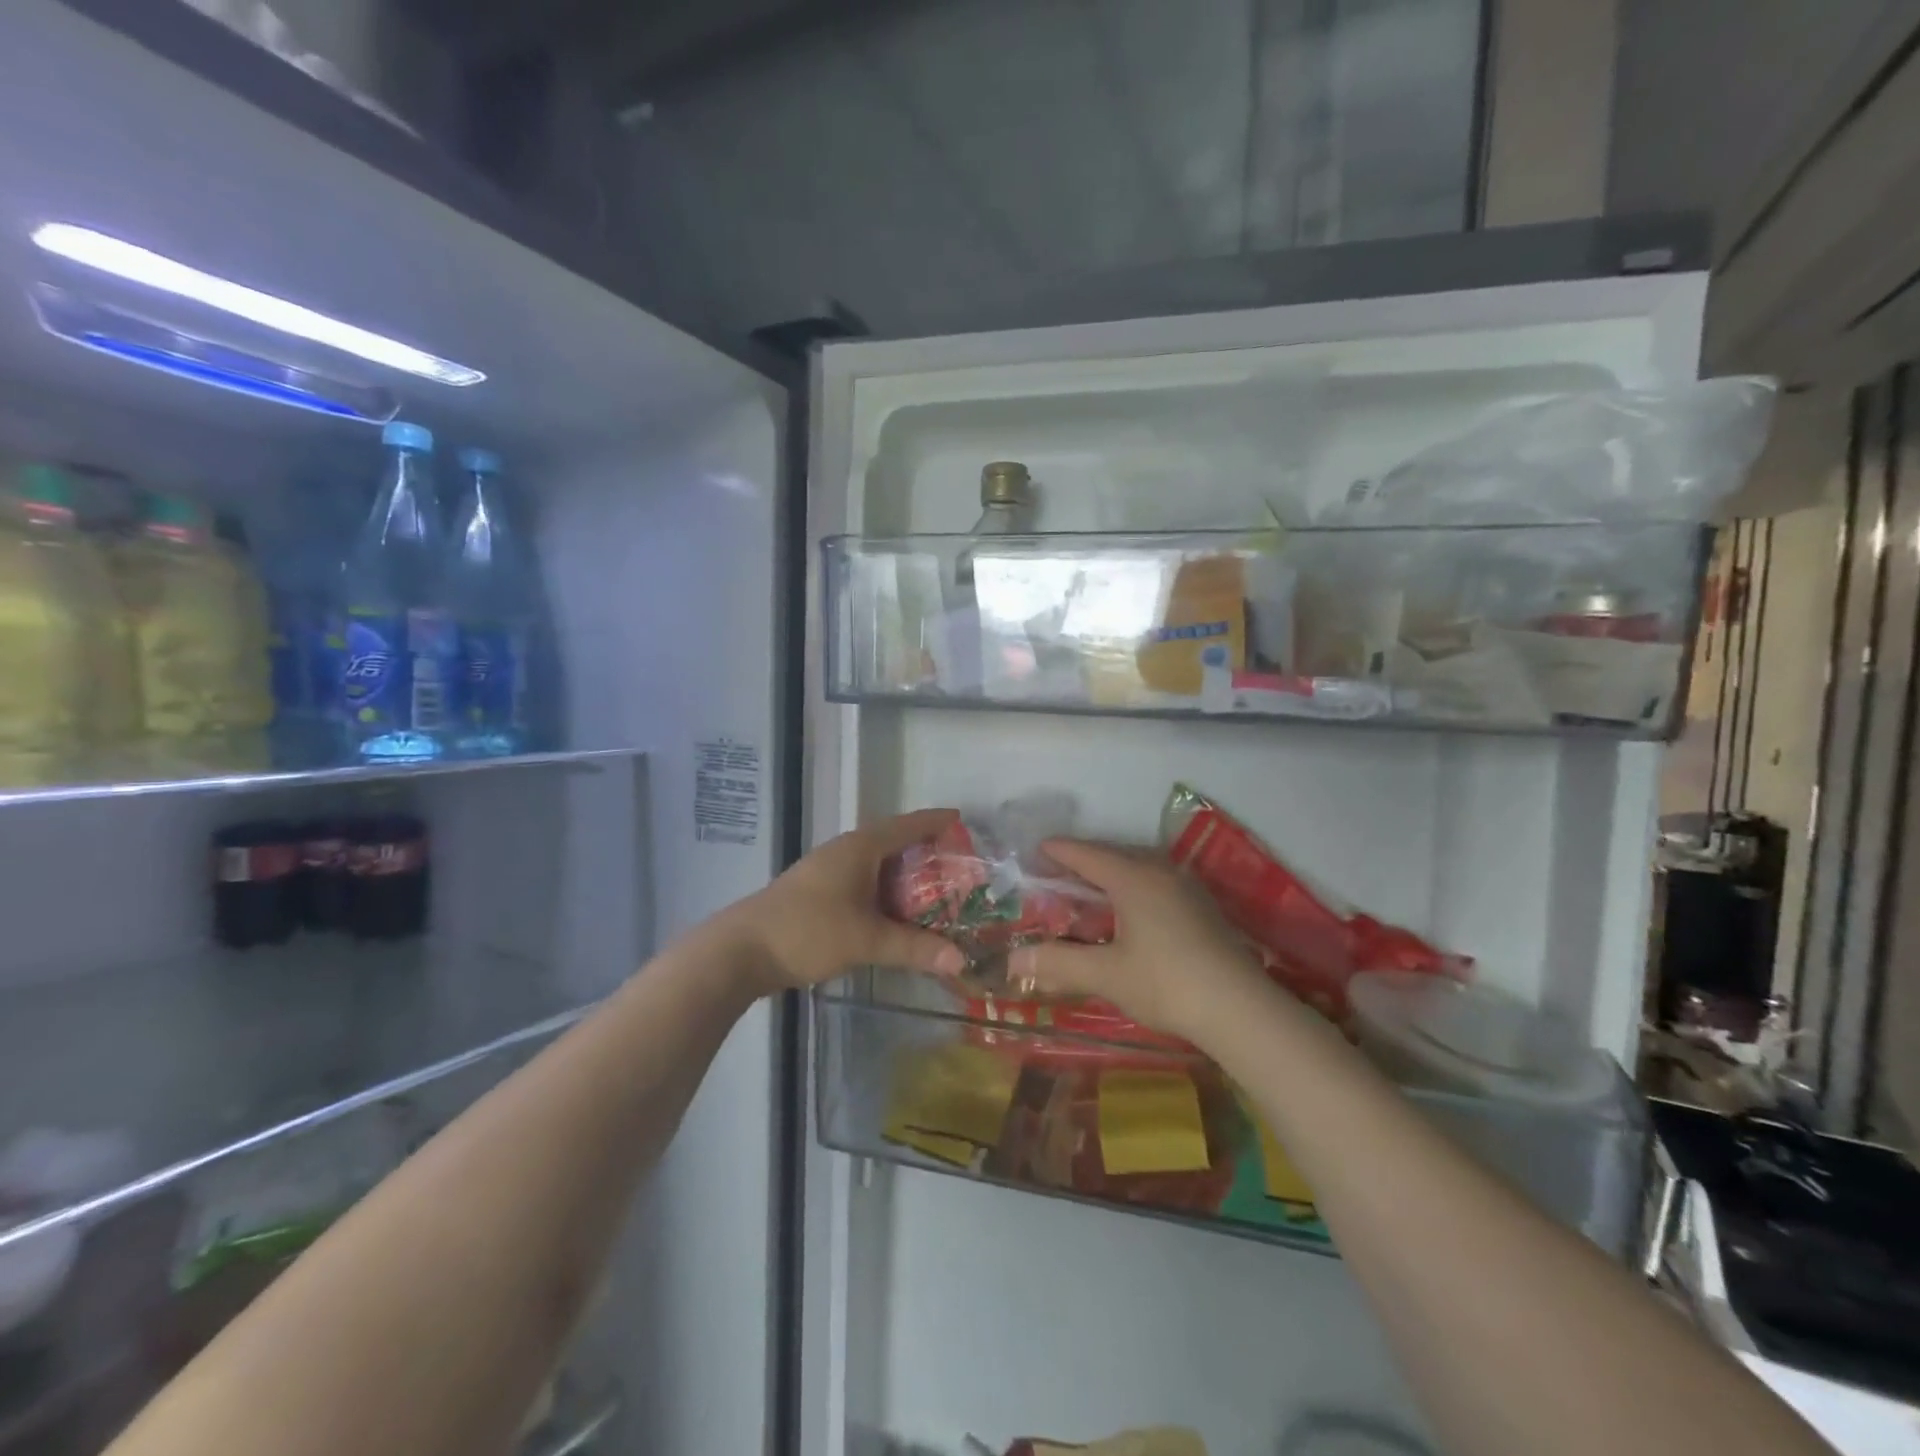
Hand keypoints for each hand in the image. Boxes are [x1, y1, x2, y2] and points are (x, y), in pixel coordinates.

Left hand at [724, 809, 967, 994]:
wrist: (741, 950)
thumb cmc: (808, 931)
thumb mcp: (867, 940)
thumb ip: (915, 948)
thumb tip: (961, 960)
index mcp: (860, 848)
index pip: (907, 825)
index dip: (935, 822)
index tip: (962, 820)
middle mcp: (845, 851)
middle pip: (893, 842)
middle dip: (924, 851)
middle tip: (957, 865)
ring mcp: (828, 871)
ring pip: (876, 865)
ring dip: (903, 875)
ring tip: (934, 890)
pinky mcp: (818, 892)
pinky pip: (863, 882)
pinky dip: (885, 891)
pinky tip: (894, 912)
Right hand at [1008, 839, 1262, 1042]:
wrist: (1241, 1009)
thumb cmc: (1167, 983)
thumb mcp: (1106, 974)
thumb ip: (1058, 962)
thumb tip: (1013, 961)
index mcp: (1133, 877)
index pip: (1085, 853)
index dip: (1057, 851)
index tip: (1033, 852)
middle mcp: (1159, 870)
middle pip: (1111, 855)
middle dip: (1080, 862)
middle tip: (1052, 875)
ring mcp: (1185, 886)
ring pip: (1136, 867)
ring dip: (1108, 874)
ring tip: (1085, 891)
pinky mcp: (1201, 905)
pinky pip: (1154, 881)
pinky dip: (1131, 886)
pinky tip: (1126, 911)